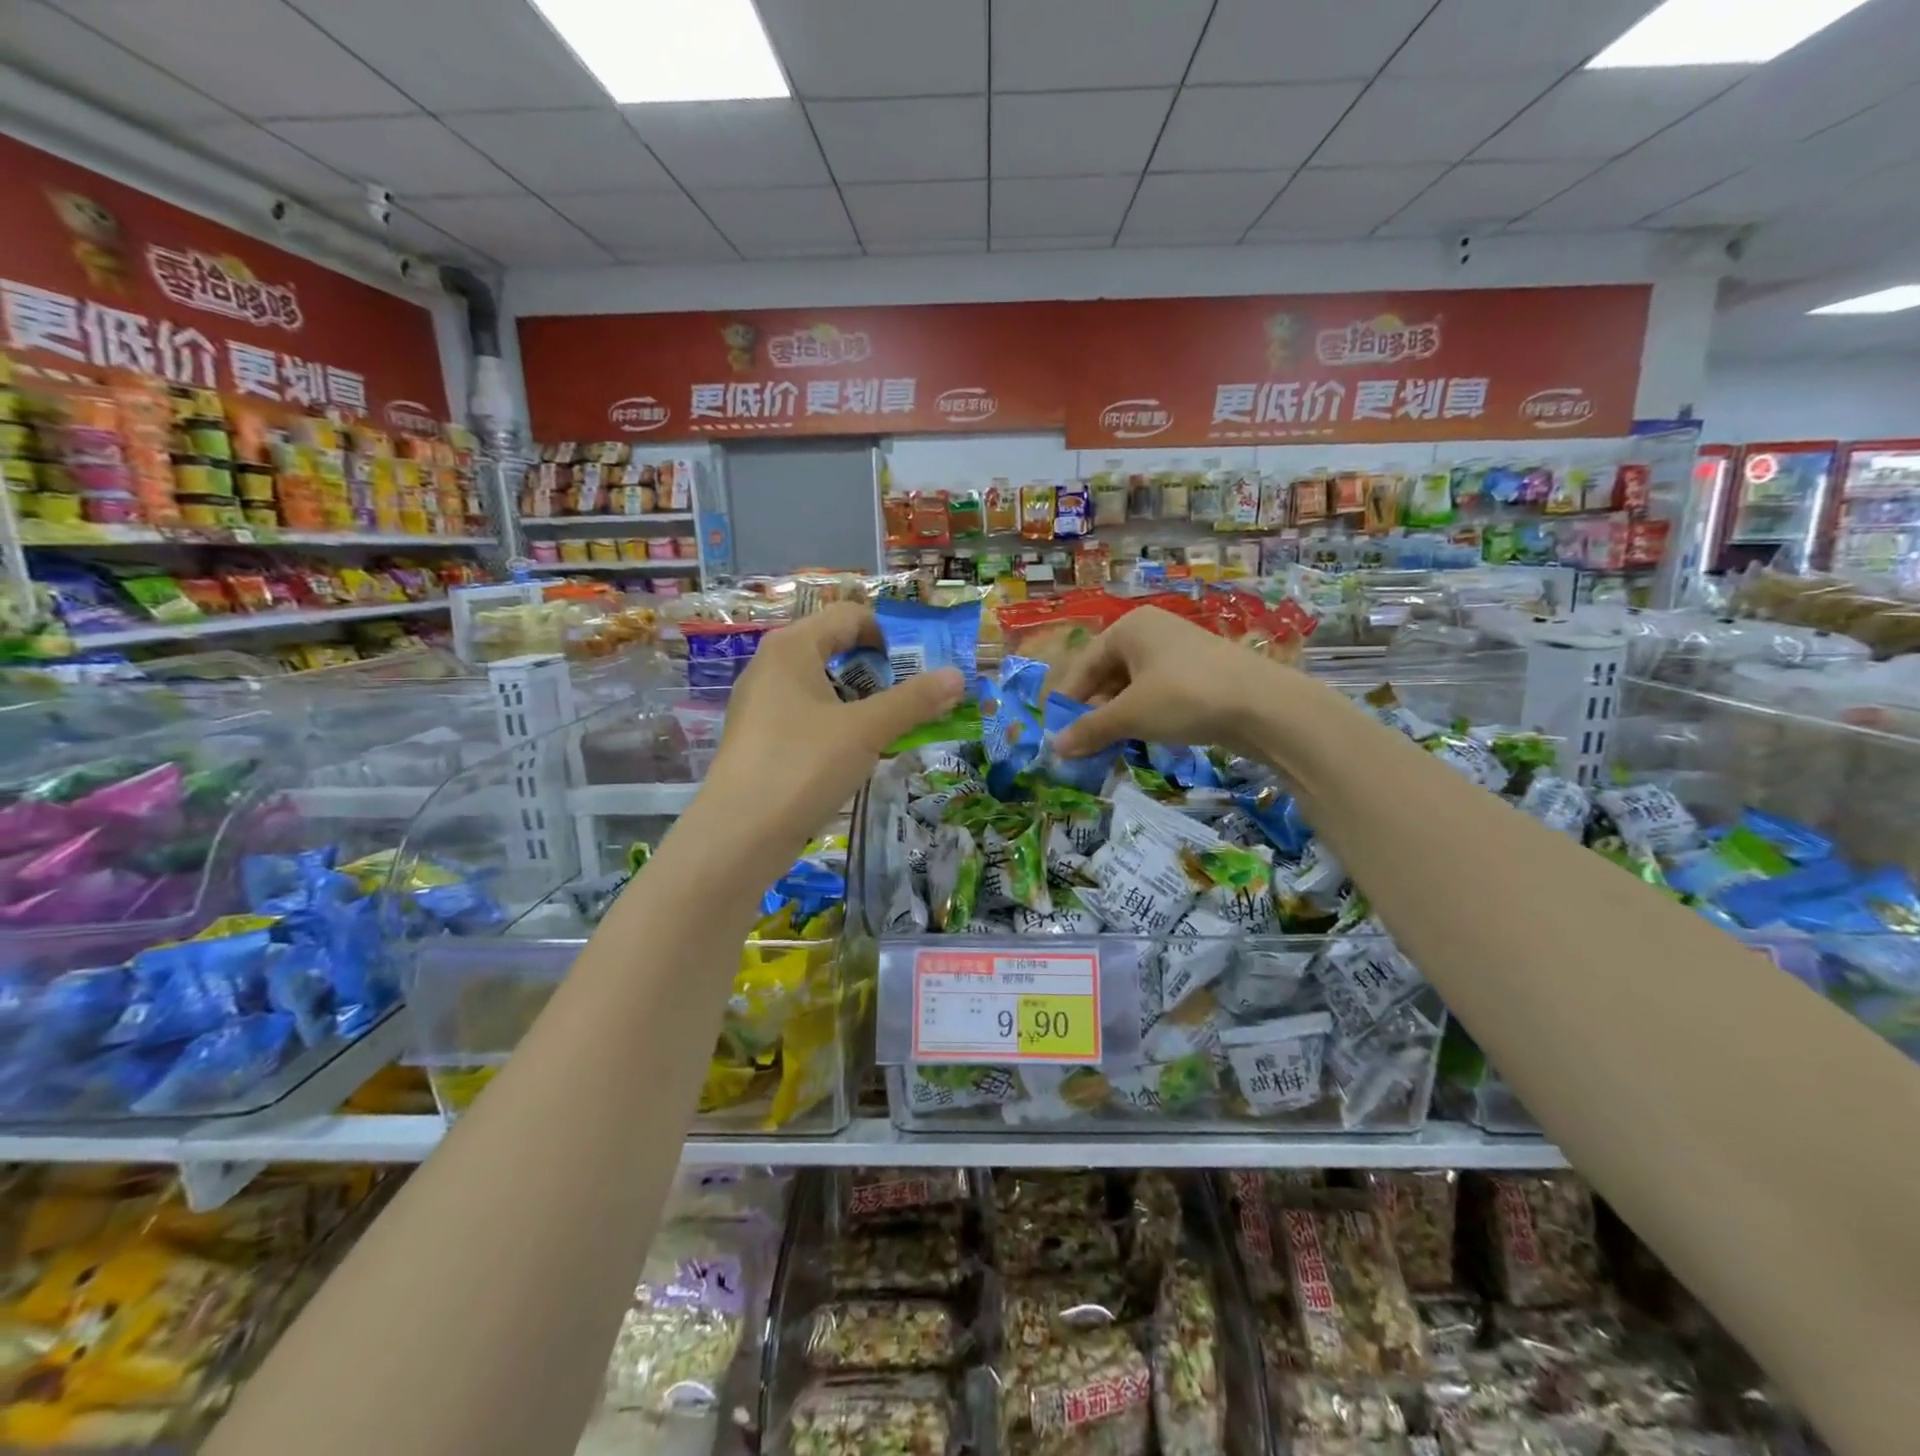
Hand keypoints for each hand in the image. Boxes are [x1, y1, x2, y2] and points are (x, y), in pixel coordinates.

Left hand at [706, 603, 963, 844]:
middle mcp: (772, 666)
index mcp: (792, 647)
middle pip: (837, 649)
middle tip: (917, 698)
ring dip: (865, 700)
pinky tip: (860, 754)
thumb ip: (914, 700)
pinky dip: (841, 725)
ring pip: (825, 687)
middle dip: (882, 671)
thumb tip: (957, 675)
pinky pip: (811, 717)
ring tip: (895, 728)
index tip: (923, 667)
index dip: (891, 635)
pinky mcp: (763, 740)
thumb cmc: (802, 766)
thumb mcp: (866, 730)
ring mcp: (763, 705)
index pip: (850, 617)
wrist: (738, 836)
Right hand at [1049, 606, 1285, 757]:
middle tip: (1084, 746)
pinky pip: (1159, 694)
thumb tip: (1054, 748)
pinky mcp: (1200, 674)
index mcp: (1130, 628)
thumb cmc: (1185, 697)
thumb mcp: (1131, 715)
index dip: (1068, 702)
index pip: (1084, 665)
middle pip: (1108, 675)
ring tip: (1110, 748)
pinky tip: (1143, 740)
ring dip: (1119, 718)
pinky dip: (1145, 716)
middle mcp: (1153, 633)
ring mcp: (1179, 652)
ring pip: (1134, 687)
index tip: (1058, 734)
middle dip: (1094, 712)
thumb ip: (1090, 729)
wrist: (1265, 706)